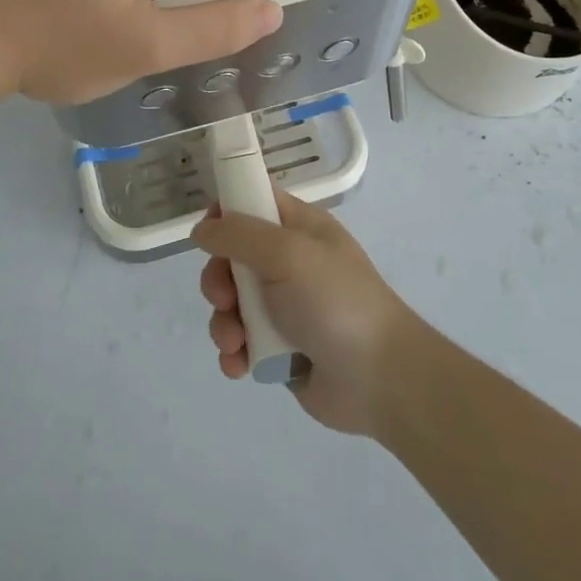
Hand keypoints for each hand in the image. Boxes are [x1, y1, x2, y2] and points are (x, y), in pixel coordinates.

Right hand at [192, 191, 416, 435]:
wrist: (379, 379)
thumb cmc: (335, 302)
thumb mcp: (288, 253)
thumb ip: (239, 235)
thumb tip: (201, 231)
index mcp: (299, 229)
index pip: (254, 201)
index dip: (226, 211)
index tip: (207, 232)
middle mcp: (289, 263)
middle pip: (232, 257)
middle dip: (218, 279)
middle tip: (224, 298)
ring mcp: (283, 307)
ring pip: (231, 303)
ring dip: (224, 323)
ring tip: (236, 342)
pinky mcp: (278, 348)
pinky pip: (240, 342)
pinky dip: (234, 353)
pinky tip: (241, 365)